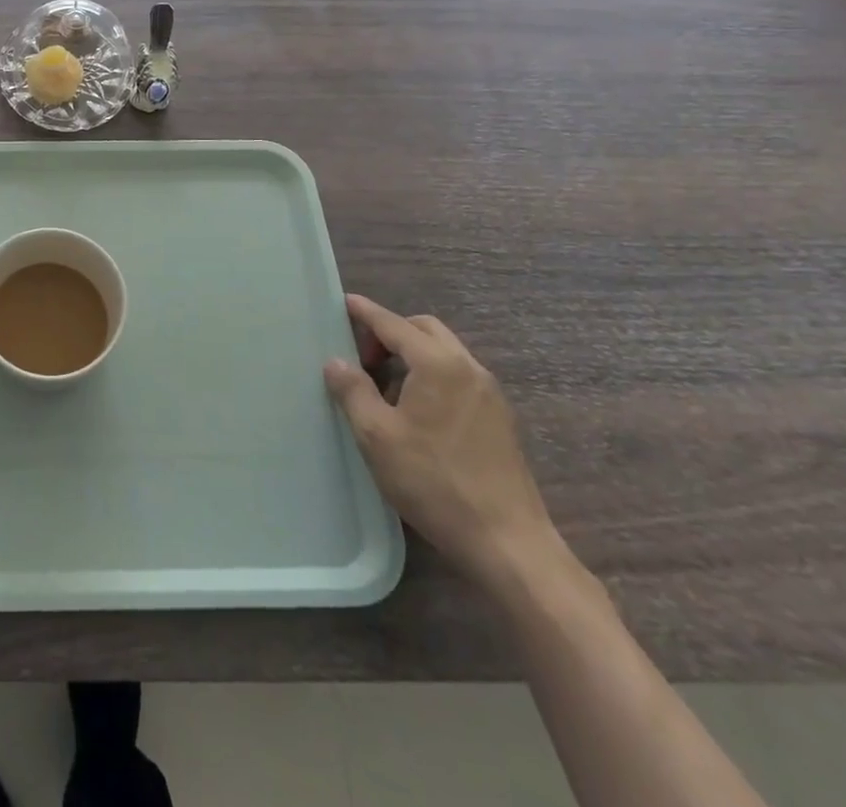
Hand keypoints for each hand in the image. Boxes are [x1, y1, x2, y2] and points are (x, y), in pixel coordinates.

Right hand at [324, 296, 556, 587]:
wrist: (508, 543)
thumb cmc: (434, 482)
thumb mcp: (377, 436)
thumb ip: (353, 391)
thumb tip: (337, 361)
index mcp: (438, 365)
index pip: (393, 324)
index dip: (365, 312)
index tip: (343, 302)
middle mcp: (468, 368)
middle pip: (424, 330)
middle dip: (390, 332)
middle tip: (363, 357)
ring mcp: (489, 394)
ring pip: (444, 353)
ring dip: (411, 355)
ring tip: (384, 387)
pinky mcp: (499, 419)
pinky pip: (458, 376)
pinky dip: (431, 375)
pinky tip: (414, 411)